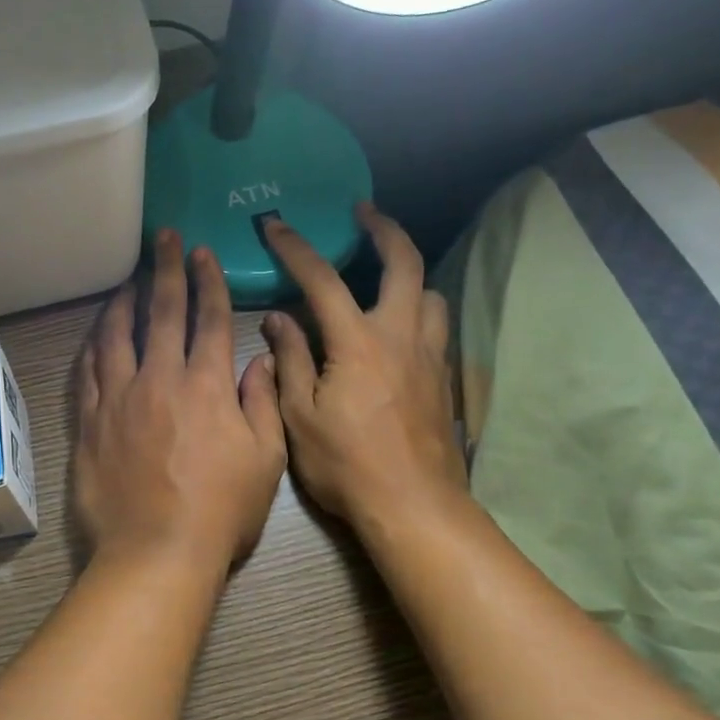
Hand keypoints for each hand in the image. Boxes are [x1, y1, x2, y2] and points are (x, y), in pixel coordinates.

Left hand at [75, 229, 287, 571]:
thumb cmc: (221, 511)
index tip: (203, 253)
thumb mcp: (266, 460)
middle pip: (162, 313)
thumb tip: (258, 361)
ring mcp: (119, 399)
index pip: (209, 320)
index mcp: (208, 387)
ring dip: (124, 300)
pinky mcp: (91, 421)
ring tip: (128, 277)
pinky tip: (96, 331)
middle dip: (165, 270)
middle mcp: (160, 380)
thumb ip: (262, 404)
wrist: (156, 552)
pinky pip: (88, 371)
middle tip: (163, 238)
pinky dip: (93, 344)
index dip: (208, 282)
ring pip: (117, 335)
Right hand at [260, 205, 465, 534]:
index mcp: (357, 343)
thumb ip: (291, 360)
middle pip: (405, 263)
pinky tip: (397, 331)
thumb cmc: (346, 464)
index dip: (296, 246)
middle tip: (364, 213)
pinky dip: (417, 312)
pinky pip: (435, 328)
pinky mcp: (443, 379)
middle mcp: (400, 336)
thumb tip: (279, 318)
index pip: (322, 279)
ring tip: (383, 279)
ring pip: (430, 294)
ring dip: (408, 275)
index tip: (275, 224)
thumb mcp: (299, 416)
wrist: (413, 506)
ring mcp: (429, 356)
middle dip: (384, 229)